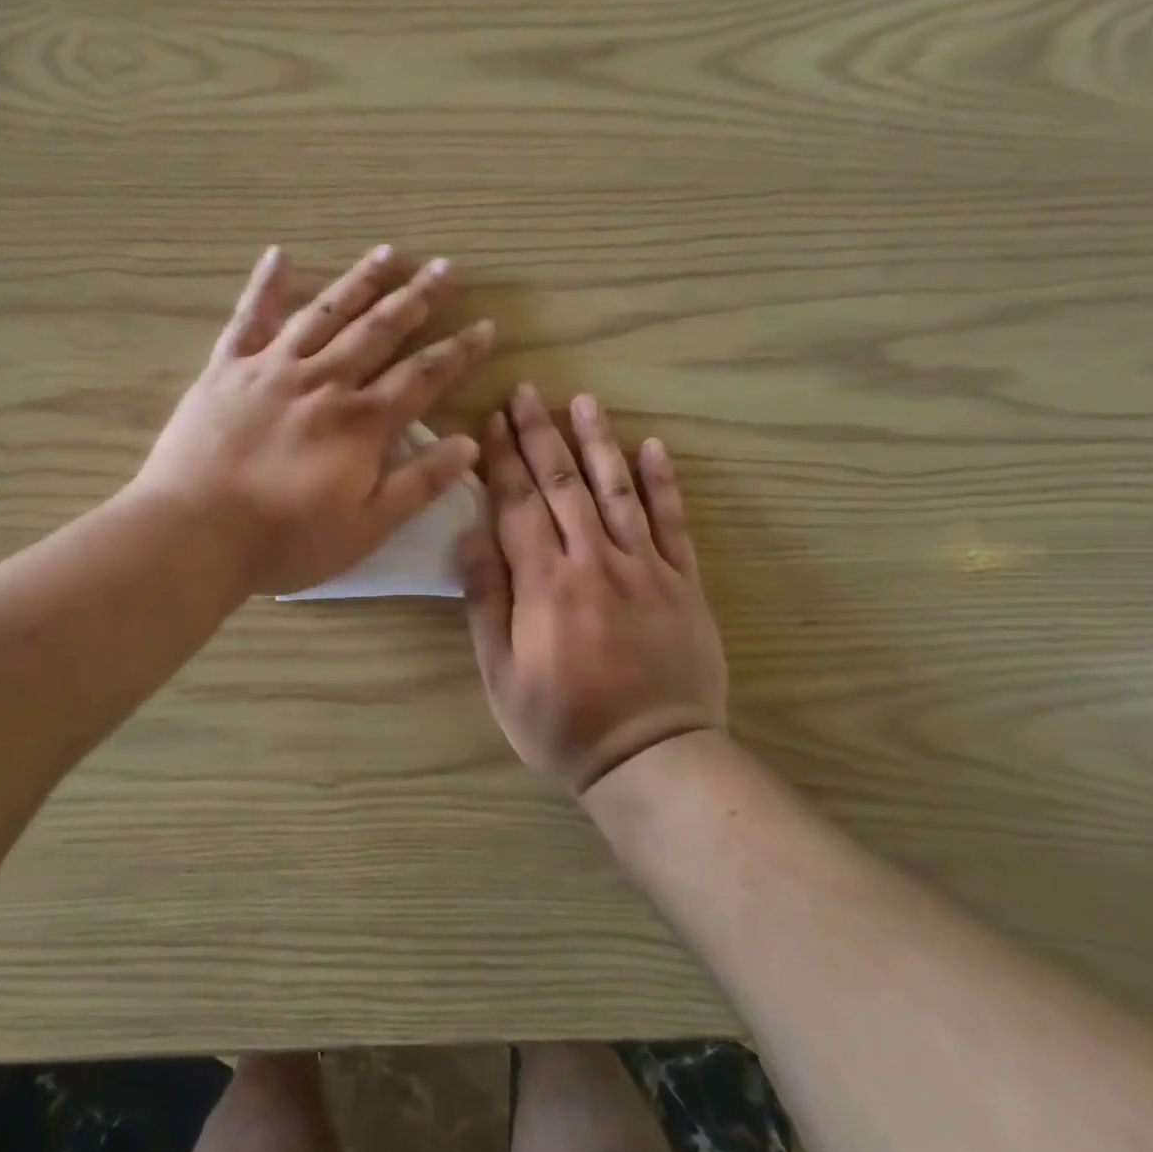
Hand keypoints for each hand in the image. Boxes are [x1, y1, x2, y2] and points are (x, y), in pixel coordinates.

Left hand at [135, 246, 494, 597]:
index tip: (485, 324)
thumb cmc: (285, 541)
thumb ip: (418, 483)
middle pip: (379, 331)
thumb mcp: (366, 527)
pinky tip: (279, 254)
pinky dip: (265, 285)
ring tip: (388, 253)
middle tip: (446, 267)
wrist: (194, 534)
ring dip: (360, 282)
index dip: (458, 351)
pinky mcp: (226, 370)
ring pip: (325, 312)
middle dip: (417, 298)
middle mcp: (324, 382)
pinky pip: (248, 318)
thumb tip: (469, 444)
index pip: (423, 376)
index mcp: (361, 423)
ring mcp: (272, 369)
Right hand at [463, 385, 726, 794]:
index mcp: (545, 583)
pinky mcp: (682, 581)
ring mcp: (644, 567)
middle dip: (540, 436)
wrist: (651, 757)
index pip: (517, 505)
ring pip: (617, 490)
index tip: (490, 423)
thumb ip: (486, 602)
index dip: (502, 461)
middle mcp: (594, 561)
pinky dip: (662, 483)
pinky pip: (672, 522)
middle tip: (526, 393)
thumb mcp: (502, 675)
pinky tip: (651, 447)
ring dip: (597, 442)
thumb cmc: (562, 722)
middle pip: (563, 486)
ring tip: (583, 401)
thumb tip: (470, 537)